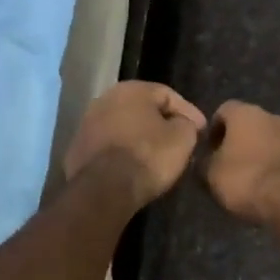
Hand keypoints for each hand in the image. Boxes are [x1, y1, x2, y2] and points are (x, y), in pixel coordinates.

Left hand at [64, 82, 207, 209]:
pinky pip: (109, 146)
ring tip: (157, 156)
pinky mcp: (77, 149)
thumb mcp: (182, 138)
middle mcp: (105, 99)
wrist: (103, 189)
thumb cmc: (148, 156)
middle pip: (142, 109)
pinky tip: (134, 167)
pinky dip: (123, 152)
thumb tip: (182, 124)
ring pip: (123, 127)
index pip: (168, 94)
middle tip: (180, 141)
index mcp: (131, 89)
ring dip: (140, 138)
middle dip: (162, 123)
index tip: (201, 131)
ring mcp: (86, 124)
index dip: (189, 112)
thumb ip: (186, 124)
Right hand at [202, 101, 279, 225]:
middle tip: (228, 163)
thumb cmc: (244, 178)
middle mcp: (272, 117)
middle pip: (250, 123)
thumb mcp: (210, 174)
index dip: (214, 129)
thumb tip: (204, 160)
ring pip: (270, 139)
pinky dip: (276, 165)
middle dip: (238, 140)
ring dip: (259, 152)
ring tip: (250, 177)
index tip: (209, 149)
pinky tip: (269, 185)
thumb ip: (203, 162)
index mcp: (246, 113)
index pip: (224, 110)